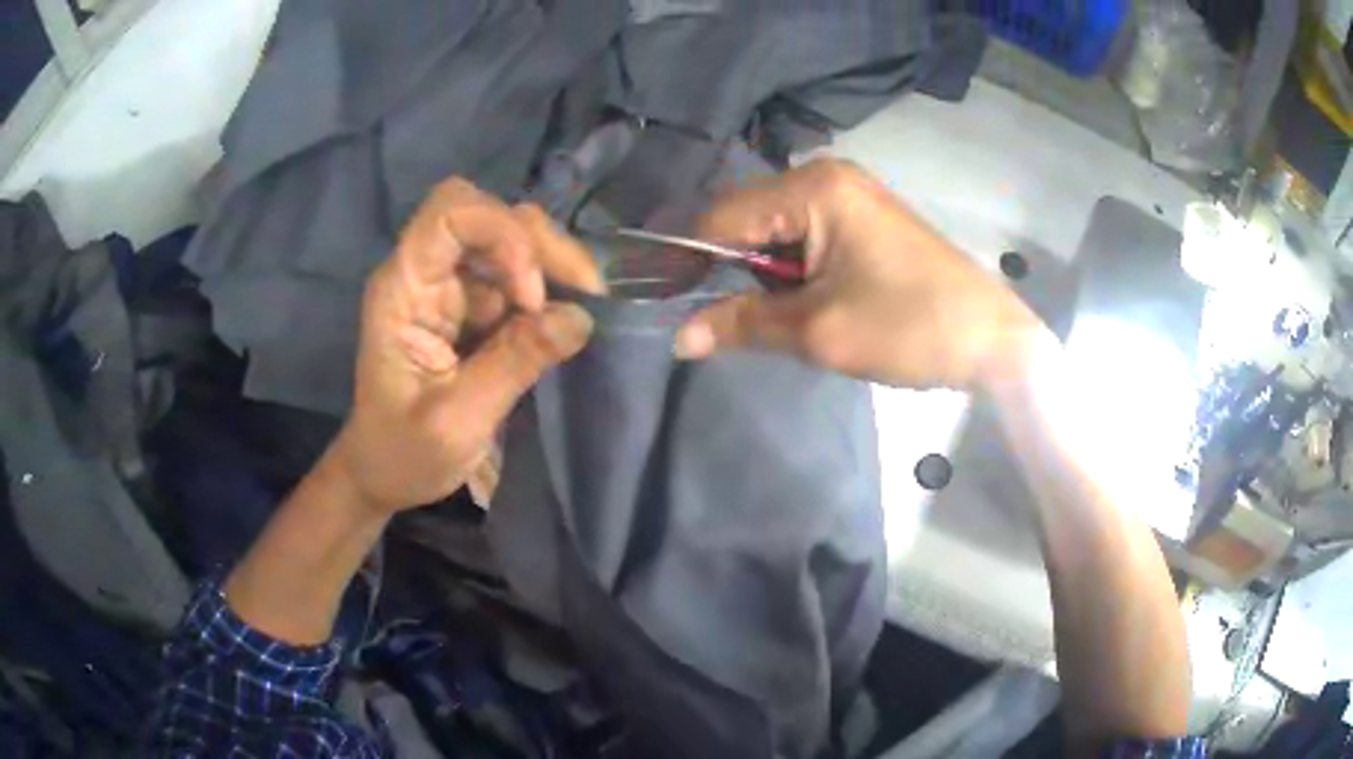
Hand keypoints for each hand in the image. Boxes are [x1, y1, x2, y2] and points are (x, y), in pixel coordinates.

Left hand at [330, 177, 604, 511]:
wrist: (384, 473)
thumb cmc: (403, 452)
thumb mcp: (456, 421)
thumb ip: (514, 365)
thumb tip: (580, 318)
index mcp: (403, 289)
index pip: (450, 212)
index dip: (501, 234)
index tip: (530, 298)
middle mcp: (426, 273)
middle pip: (486, 214)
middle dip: (538, 243)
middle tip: (584, 292)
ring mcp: (450, 287)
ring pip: (508, 236)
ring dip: (550, 262)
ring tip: (584, 304)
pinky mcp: (473, 307)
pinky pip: (518, 274)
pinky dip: (550, 287)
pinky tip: (568, 317)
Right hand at [674, 160, 1045, 390]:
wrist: (991, 339)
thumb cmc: (908, 326)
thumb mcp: (819, 330)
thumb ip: (743, 324)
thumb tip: (679, 338)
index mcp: (813, 186)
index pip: (722, 215)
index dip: (688, 259)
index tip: (665, 302)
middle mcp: (824, 176)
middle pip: (746, 218)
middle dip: (729, 270)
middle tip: (719, 322)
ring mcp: (847, 195)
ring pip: (774, 232)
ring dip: (764, 276)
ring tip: (776, 319)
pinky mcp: (862, 219)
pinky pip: (805, 239)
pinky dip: (792, 273)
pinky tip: (802, 304)